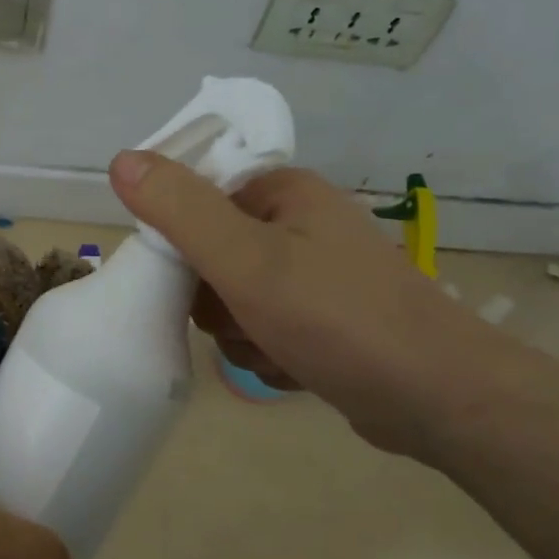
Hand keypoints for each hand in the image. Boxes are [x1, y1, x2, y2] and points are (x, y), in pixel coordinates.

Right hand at [108, 151, 499, 454]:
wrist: (437, 398)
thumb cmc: (338, 318)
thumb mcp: (246, 261)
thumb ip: (181, 211)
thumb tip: (121, 159)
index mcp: (281, 192)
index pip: (195, 199)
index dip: (180, 242)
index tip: (191, 279)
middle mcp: (297, 224)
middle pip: (208, 257)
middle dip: (215, 301)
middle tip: (242, 318)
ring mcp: (311, 275)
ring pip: (231, 302)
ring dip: (240, 334)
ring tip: (275, 349)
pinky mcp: (320, 320)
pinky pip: (261, 330)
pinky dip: (266, 353)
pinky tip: (292, 368)